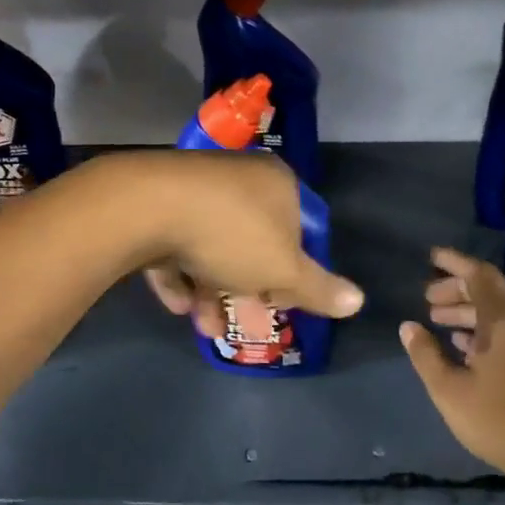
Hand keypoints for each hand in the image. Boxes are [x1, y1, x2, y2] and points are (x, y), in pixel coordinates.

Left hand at [136, 151, 362, 336]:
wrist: (146, 207)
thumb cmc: (230, 234)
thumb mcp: (283, 270)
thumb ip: (319, 289)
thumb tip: (358, 301)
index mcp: (276, 183)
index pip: (299, 228)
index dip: (294, 270)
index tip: (282, 301)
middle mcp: (237, 178)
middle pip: (251, 240)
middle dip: (246, 289)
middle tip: (241, 321)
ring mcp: (193, 187)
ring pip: (210, 246)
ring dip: (210, 290)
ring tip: (204, 326)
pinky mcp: (156, 201)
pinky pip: (174, 242)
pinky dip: (179, 274)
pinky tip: (176, 303)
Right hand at [399, 247, 504, 504]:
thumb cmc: (500, 419)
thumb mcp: (449, 389)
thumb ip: (425, 354)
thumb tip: (408, 326)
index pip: (478, 275)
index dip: (453, 263)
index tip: (429, 257)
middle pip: (492, 287)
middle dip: (458, 287)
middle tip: (428, 297)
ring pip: (503, 308)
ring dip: (471, 308)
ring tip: (439, 320)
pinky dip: (488, 325)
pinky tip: (465, 345)